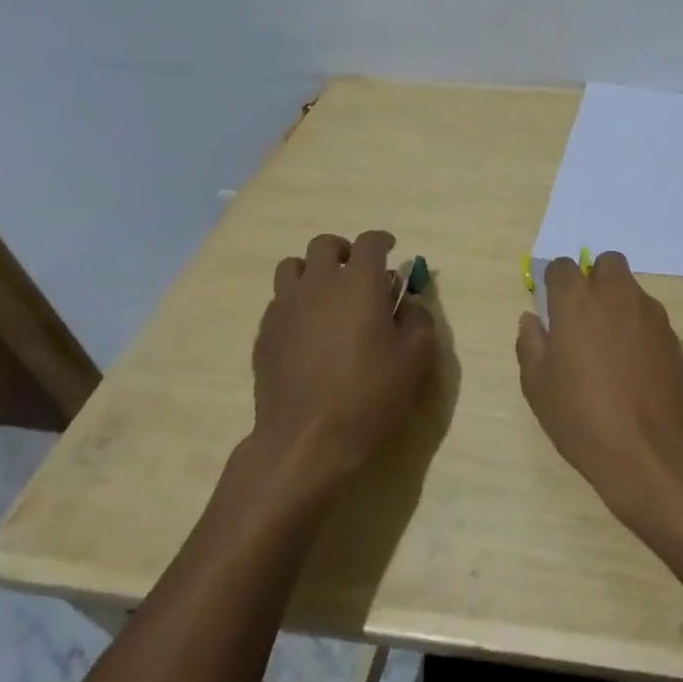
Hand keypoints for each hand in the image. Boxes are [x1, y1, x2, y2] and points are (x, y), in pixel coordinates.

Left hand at [246, 230, 436, 508]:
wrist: (306, 440)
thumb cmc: (371, 396)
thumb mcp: (416, 359)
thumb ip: (418, 319)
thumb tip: (408, 301)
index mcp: (359, 284)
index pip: (370, 242)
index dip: (383, 241)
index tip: (392, 251)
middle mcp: (318, 284)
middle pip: (324, 245)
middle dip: (344, 251)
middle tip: (359, 273)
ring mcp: (285, 307)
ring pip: (291, 266)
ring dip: (313, 271)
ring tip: (328, 296)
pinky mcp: (264, 333)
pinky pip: (278, 300)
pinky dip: (296, 302)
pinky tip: (309, 330)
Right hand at [515, 251, 682, 530]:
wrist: (654, 452)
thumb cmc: (584, 418)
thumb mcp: (539, 387)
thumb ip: (531, 345)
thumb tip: (532, 320)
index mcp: (578, 302)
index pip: (563, 267)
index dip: (554, 283)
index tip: (551, 307)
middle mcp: (618, 296)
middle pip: (607, 264)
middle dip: (594, 280)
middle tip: (583, 318)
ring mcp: (652, 314)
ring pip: (632, 290)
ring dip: (618, 304)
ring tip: (608, 348)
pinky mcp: (675, 337)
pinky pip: (650, 318)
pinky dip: (638, 328)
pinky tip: (633, 366)